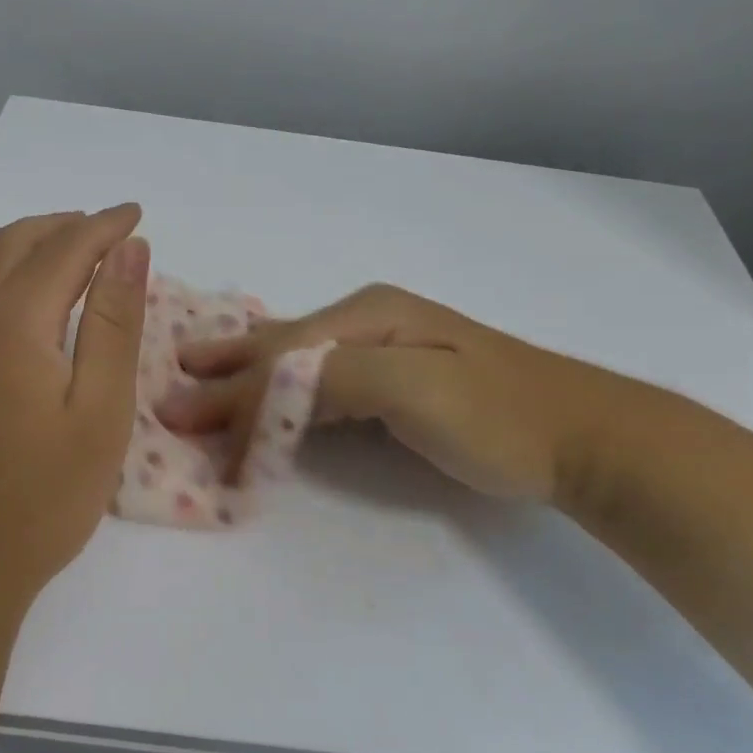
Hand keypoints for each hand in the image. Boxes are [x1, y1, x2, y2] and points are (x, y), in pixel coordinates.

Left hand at [0, 206, 149, 630]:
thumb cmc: (36, 502)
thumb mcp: (99, 413)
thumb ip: (114, 323)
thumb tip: (129, 250)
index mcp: (10, 321)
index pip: (65, 247)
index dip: (104, 226)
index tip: (136, 214)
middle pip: (13, 244)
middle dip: (63, 226)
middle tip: (105, 229)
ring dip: (20, 245)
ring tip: (59, 251)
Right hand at [156, 283, 622, 503]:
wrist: (583, 437)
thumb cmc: (497, 413)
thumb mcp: (413, 387)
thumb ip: (333, 378)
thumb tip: (261, 388)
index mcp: (367, 315)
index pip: (279, 354)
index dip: (228, 388)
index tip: (178, 419)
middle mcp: (368, 321)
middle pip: (280, 348)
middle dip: (225, 368)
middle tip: (170, 382)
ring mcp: (384, 351)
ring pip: (297, 365)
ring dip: (247, 381)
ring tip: (201, 384)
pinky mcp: (396, 383)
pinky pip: (321, 386)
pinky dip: (282, 397)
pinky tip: (266, 396)